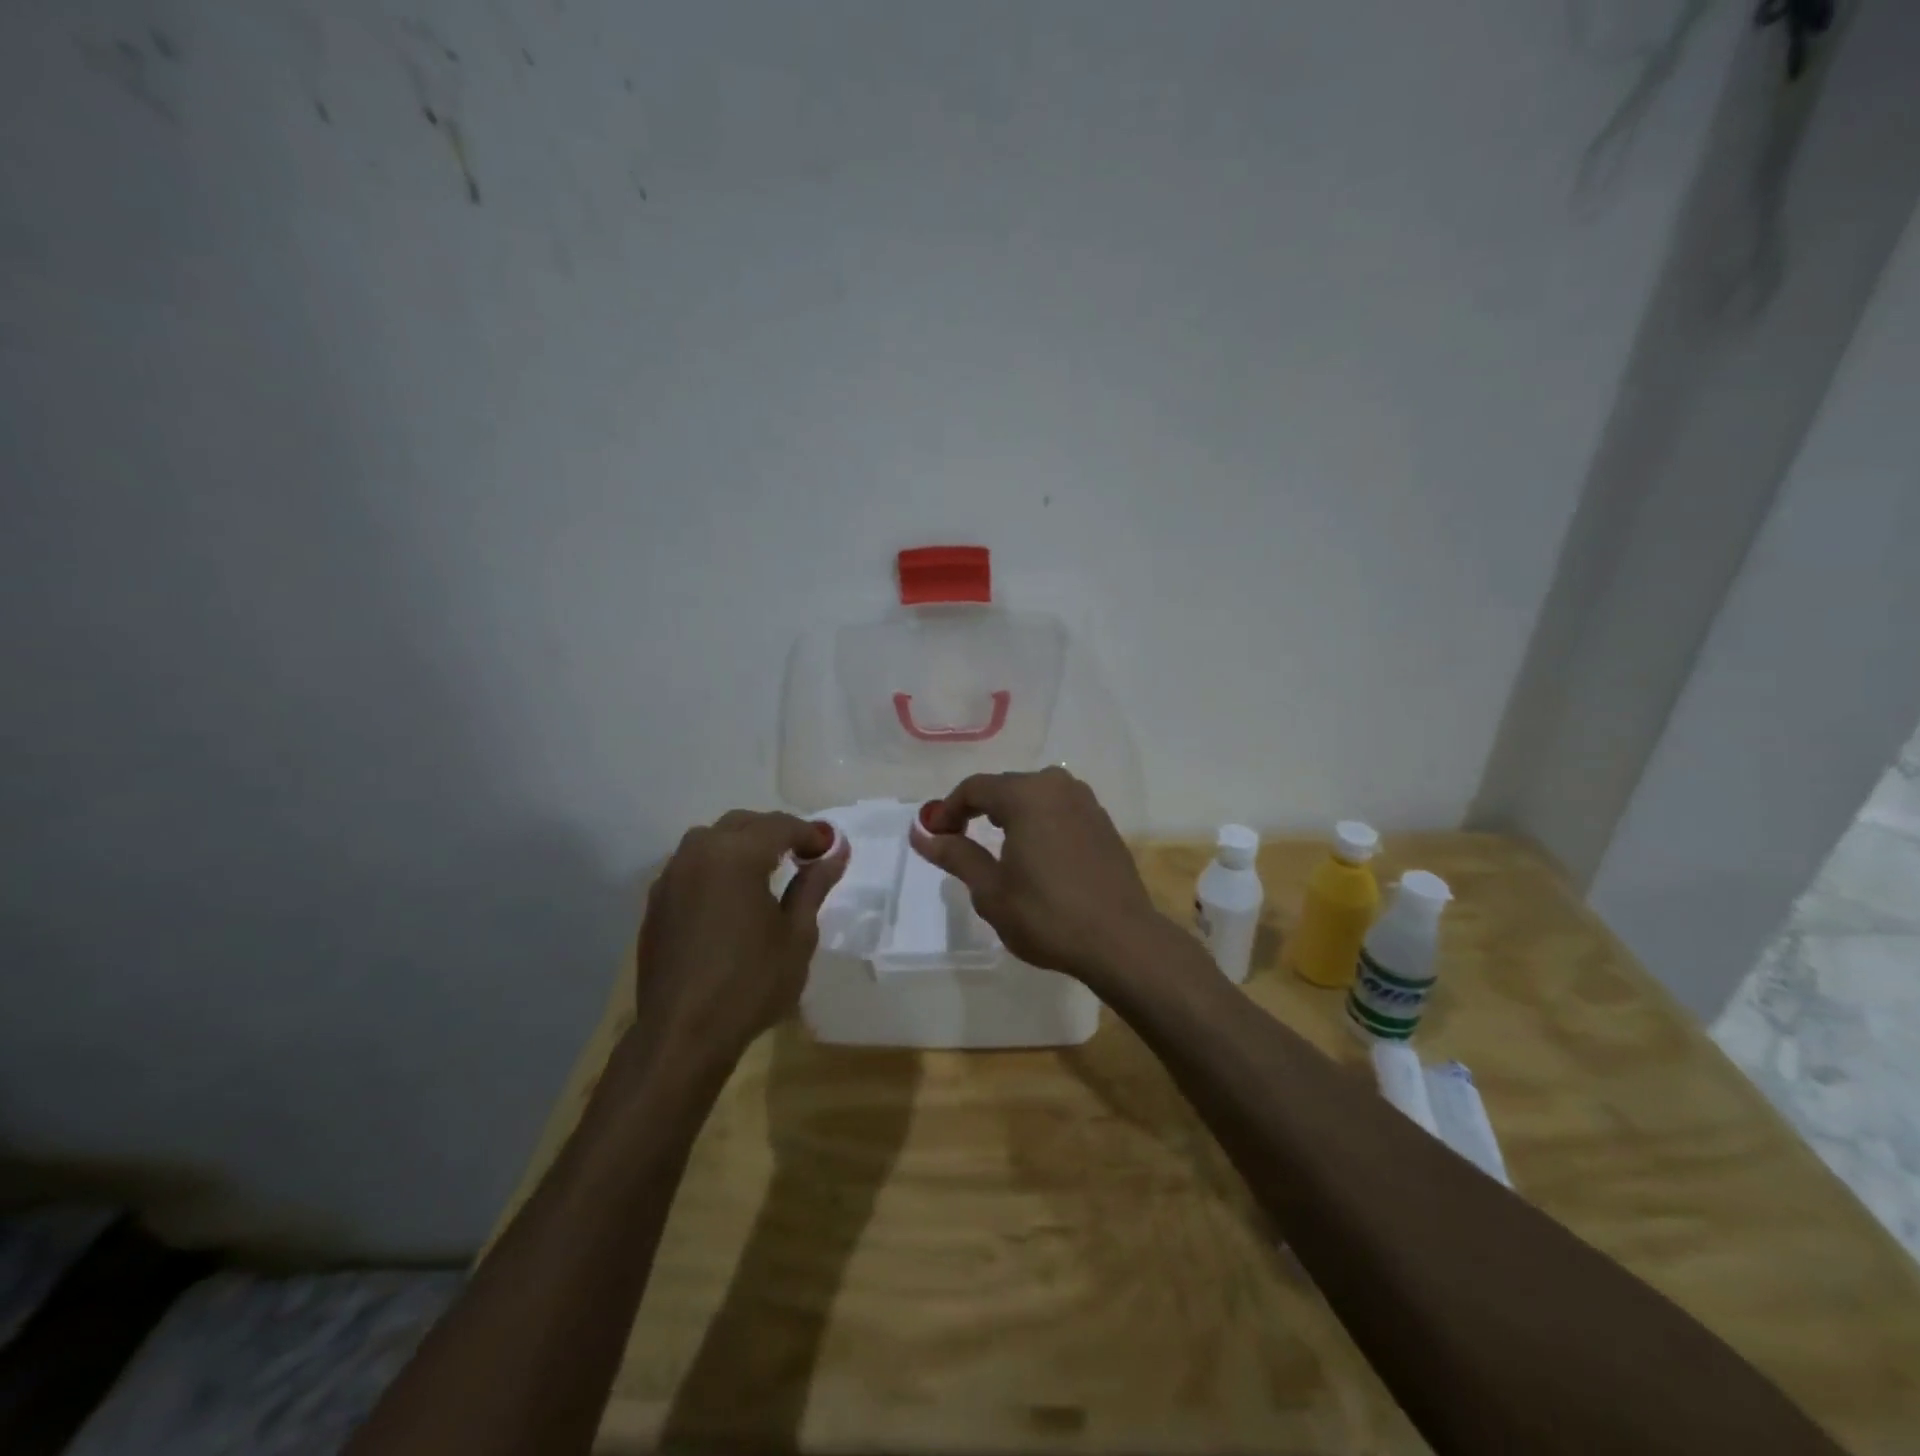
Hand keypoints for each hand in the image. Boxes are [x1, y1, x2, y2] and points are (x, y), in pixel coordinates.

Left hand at [628, 810, 847, 1075]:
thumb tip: (835, 852)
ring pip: (712, 839)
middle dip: (776, 832)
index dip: (810, 833)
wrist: (682, 1035)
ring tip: (768, 869)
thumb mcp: (797, 935)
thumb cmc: (751, 983)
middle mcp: (699, 853)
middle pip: (744, 823)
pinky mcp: (656, 901)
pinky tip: (731, 893)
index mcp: (737, 855)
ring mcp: (671, 876)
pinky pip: (692, 864)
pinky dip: (717, 865)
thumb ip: (814, 885)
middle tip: (805, 855)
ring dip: (743, 843)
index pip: (780, 826)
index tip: (831, 850)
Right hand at [910, 767, 1164, 983]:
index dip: (948, 809)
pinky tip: (1036, 858)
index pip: (975, 788)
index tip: (935, 836)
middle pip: (1005, 788)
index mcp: (1027, 794)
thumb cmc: (1047, 915)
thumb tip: (920, 833)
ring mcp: (1086, 803)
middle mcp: (1058, 786)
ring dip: (1010, 816)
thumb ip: (955, 854)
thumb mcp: (990, 890)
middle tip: (959, 843)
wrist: (1121, 940)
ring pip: (1034, 798)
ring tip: (997, 851)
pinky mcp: (1103, 823)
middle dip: (978, 811)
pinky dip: (1038, 824)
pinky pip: (1059, 811)